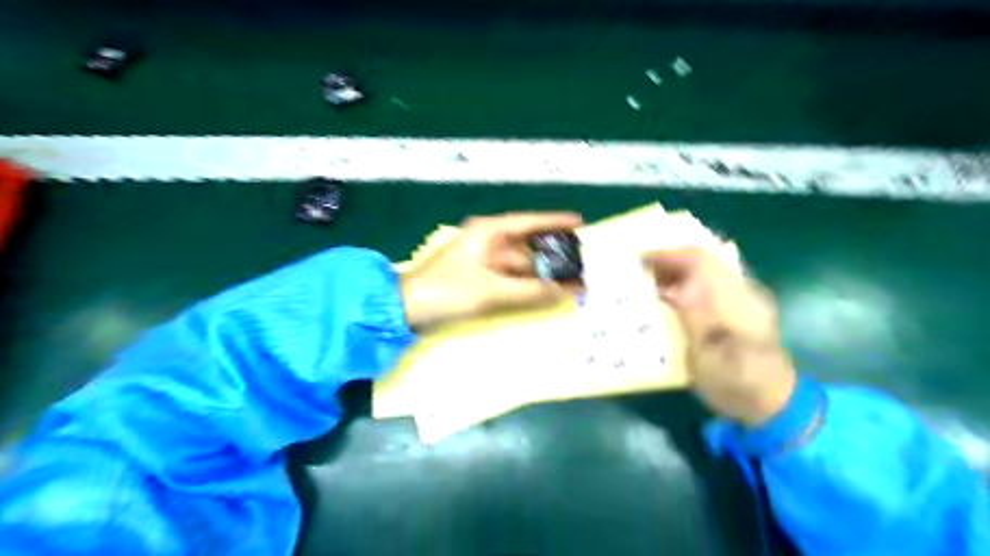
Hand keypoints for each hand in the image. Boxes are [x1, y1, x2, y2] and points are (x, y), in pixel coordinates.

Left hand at [398, 212, 582, 329]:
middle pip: (527, 245)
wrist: (404, 308)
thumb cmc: (447, 291)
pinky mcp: (478, 278)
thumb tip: (570, 290)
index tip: (580, 223)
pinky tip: (543, 292)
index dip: (555, 222)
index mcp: (488, 232)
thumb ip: (532, 291)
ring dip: (541, 273)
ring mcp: (482, 261)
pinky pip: (510, 278)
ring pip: (520, 264)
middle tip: (581, 263)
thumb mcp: (492, 290)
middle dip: (553, 256)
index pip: (529, 221)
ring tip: (569, 281)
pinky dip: (526, 284)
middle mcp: (487, 241)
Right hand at [651, 248, 794, 424]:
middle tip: (637, 268)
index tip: (639, 259)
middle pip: (702, 260)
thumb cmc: (739, 383)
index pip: (701, 260)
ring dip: (673, 270)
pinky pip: (704, 284)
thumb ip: (697, 318)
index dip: (668, 255)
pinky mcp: (734, 310)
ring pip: (702, 270)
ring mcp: (739, 299)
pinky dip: (681, 283)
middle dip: (667, 259)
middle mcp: (740, 290)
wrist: (771, 404)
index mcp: (738, 298)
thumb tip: (677, 286)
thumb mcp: (713, 356)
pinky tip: (665, 296)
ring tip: (645, 280)